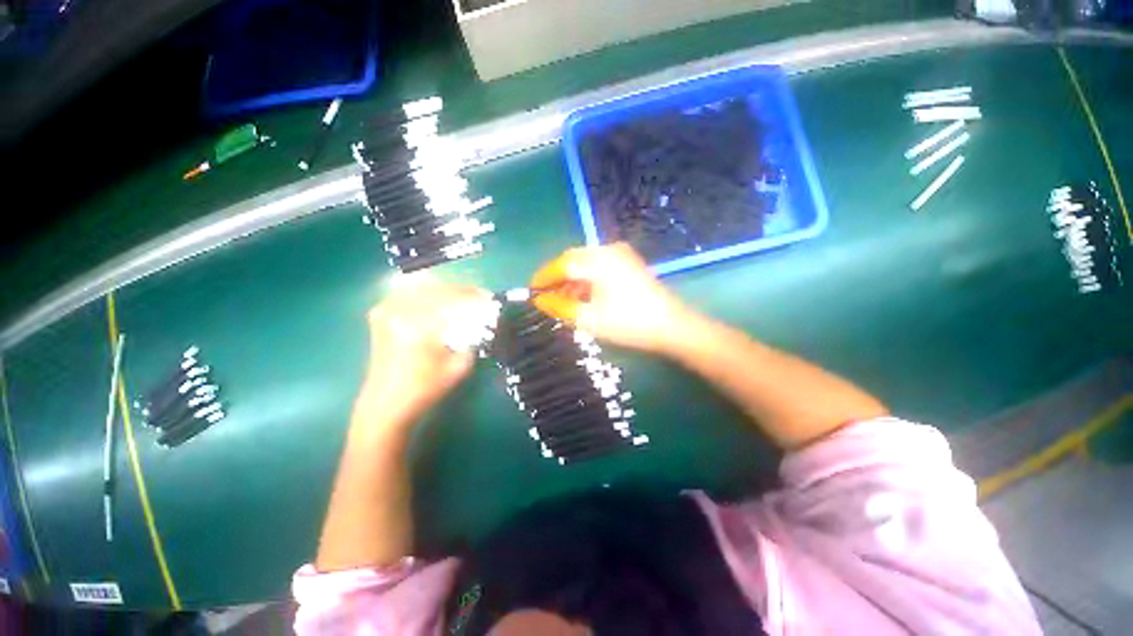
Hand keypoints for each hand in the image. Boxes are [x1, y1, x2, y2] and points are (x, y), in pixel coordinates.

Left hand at [358, 276, 492, 423]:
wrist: (386, 403)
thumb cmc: (425, 389)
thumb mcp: (459, 366)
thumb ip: (473, 338)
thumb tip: (482, 319)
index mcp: (419, 326)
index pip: (454, 299)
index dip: (475, 296)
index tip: (490, 298)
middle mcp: (400, 311)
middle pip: (439, 289)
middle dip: (463, 290)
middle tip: (480, 295)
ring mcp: (387, 309)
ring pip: (424, 287)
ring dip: (447, 290)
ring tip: (463, 297)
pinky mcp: (382, 313)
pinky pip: (410, 292)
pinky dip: (429, 293)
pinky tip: (440, 299)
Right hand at [530, 243, 692, 352]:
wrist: (672, 326)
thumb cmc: (629, 323)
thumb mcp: (589, 319)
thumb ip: (560, 307)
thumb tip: (540, 301)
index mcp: (599, 260)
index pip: (562, 264)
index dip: (544, 277)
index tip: (530, 290)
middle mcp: (609, 250)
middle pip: (573, 260)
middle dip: (557, 277)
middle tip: (544, 296)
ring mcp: (621, 255)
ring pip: (586, 263)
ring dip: (572, 279)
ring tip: (561, 299)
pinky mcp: (628, 263)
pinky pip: (599, 266)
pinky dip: (586, 279)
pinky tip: (582, 295)